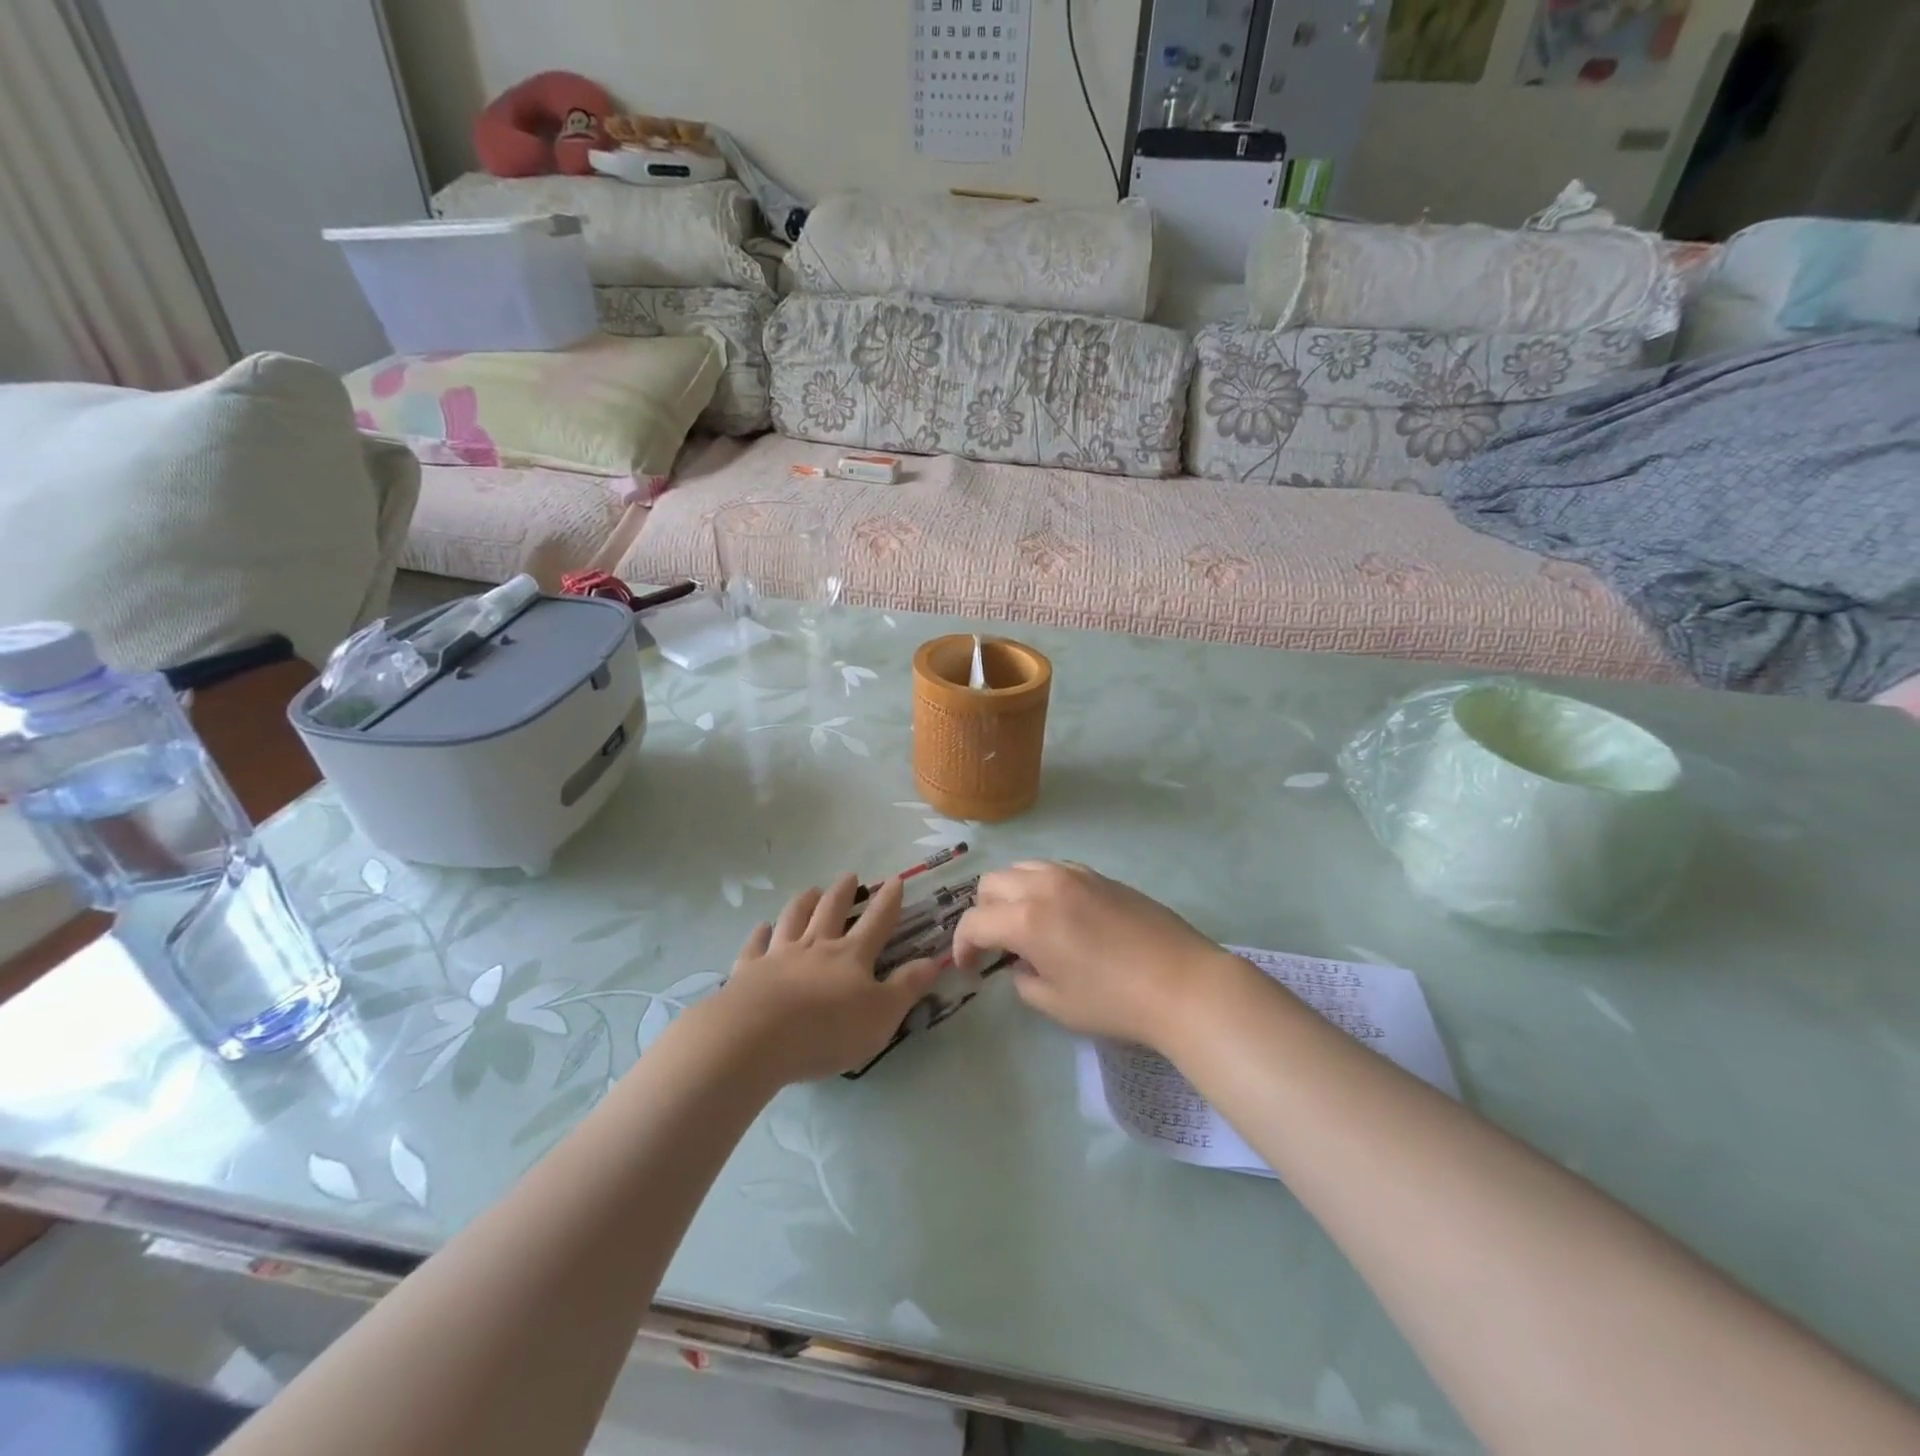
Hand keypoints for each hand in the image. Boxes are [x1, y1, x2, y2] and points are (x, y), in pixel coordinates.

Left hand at [709, 873, 942, 1082]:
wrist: (758, 1037)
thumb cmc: (828, 1029)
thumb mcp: (882, 1015)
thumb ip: (907, 987)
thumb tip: (933, 961)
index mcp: (851, 956)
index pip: (876, 921)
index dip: (888, 901)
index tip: (895, 879)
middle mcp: (816, 946)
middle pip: (831, 911)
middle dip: (844, 892)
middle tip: (850, 875)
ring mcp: (779, 955)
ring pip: (793, 919)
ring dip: (804, 902)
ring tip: (811, 890)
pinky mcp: (747, 970)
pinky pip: (755, 945)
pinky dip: (759, 934)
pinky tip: (761, 927)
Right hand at [951, 861, 1240, 1049]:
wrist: (1182, 983)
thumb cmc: (1114, 1002)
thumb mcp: (1057, 1004)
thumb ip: (1024, 981)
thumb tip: (1021, 965)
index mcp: (1027, 919)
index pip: (974, 922)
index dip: (963, 946)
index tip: (970, 968)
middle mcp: (1044, 886)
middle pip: (992, 883)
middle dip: (984, 913)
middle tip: (996, 944)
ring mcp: (1075, 874)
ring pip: (1023, 867)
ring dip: (1011, 893)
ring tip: (1026, 923)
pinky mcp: (1100, 875)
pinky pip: (1055, 868)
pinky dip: (1042, 885)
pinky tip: (1060, 912)